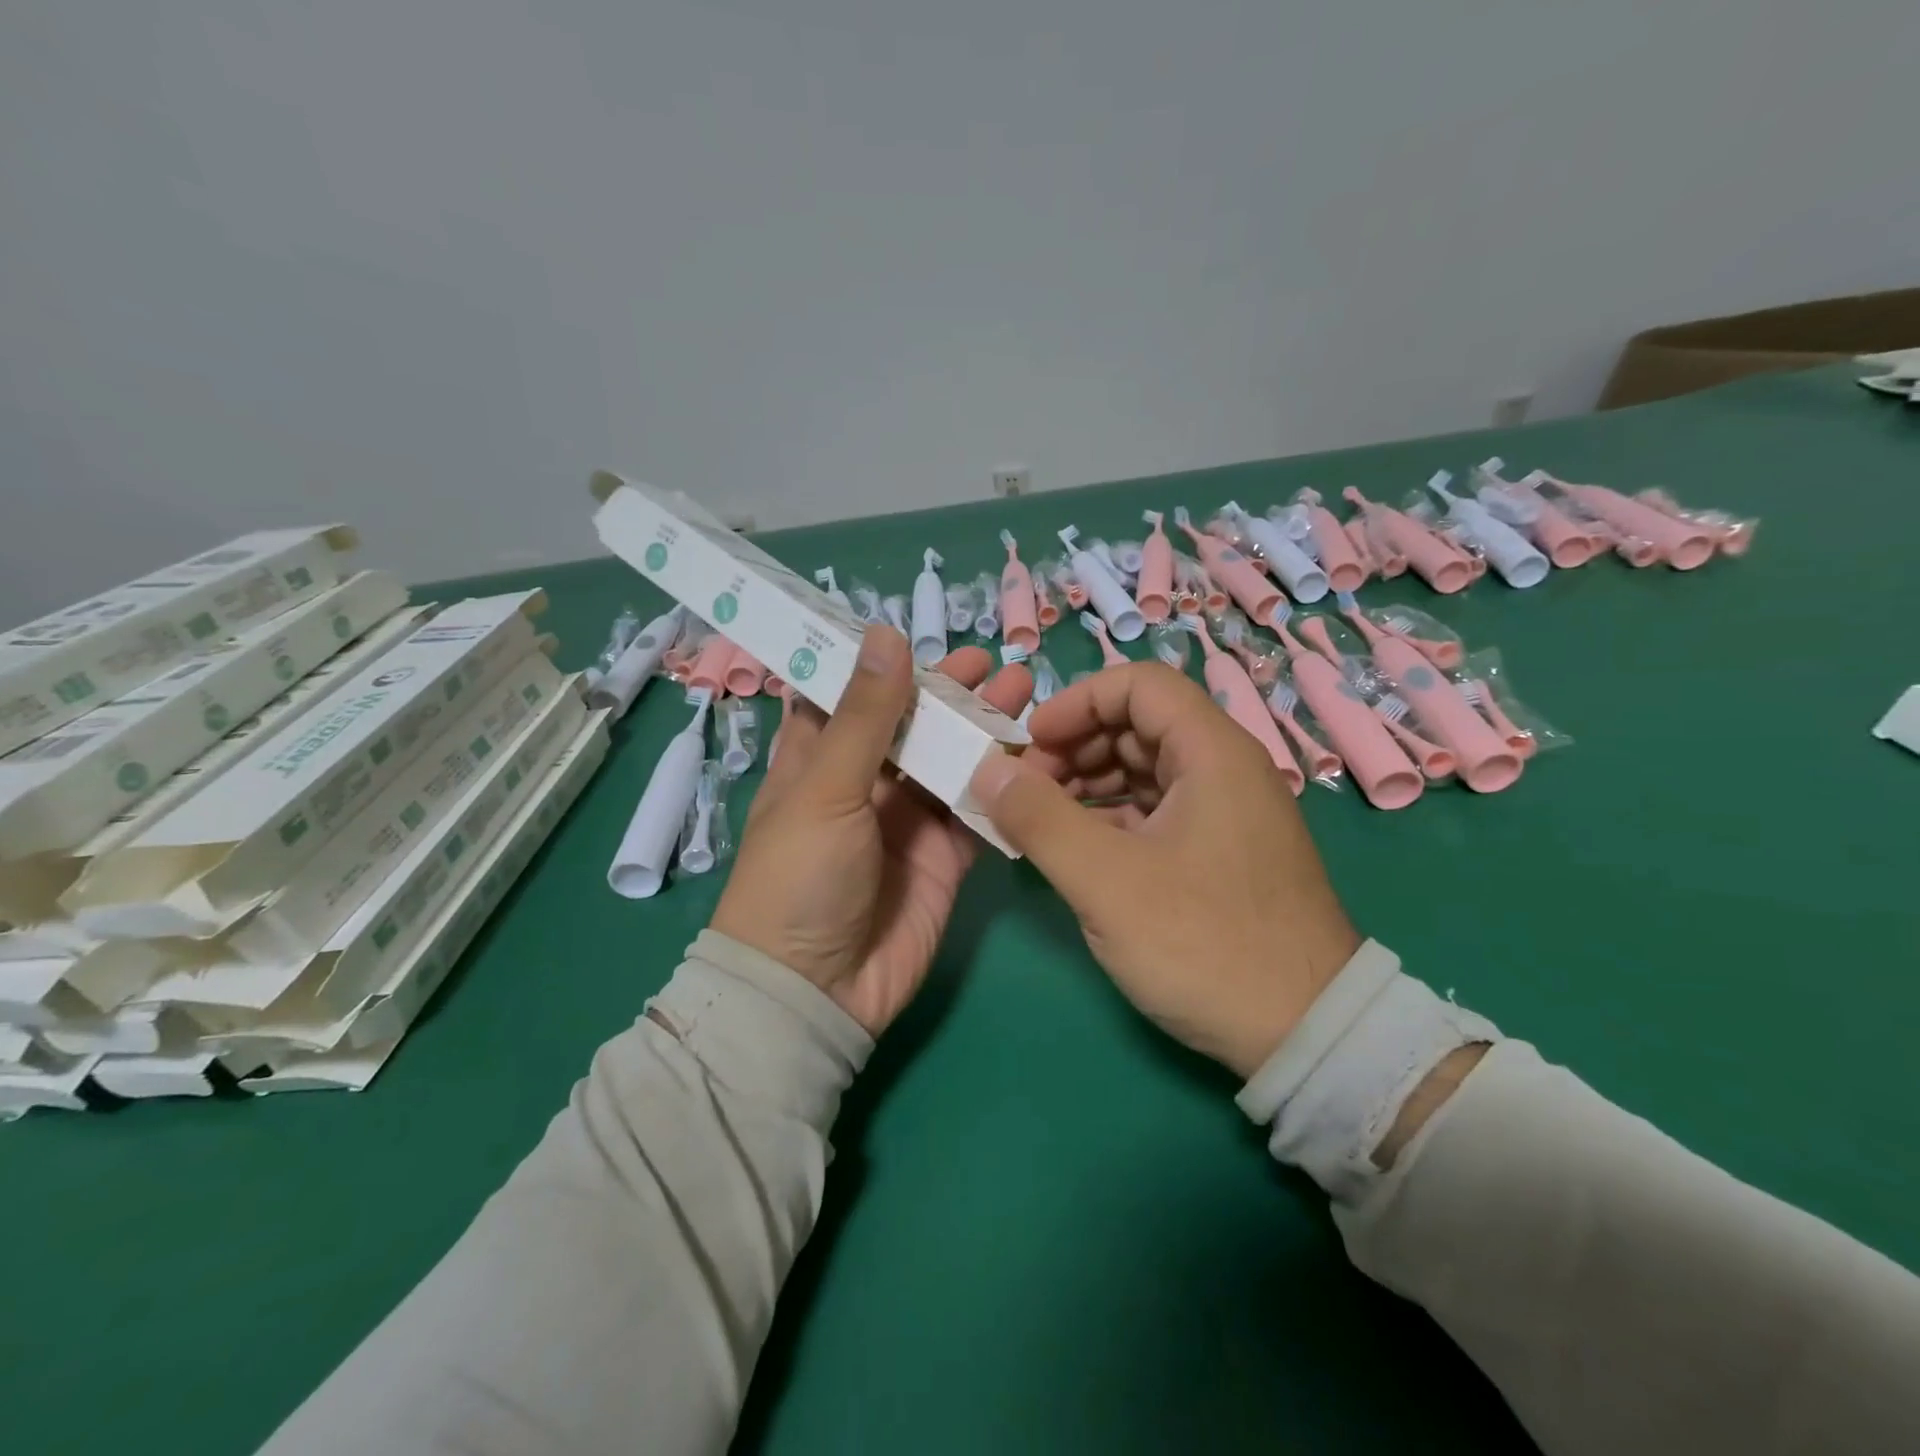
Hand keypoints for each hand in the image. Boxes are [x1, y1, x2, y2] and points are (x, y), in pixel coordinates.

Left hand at [711, 625, 1031, 1035]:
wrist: (816, 992)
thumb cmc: (799, 878)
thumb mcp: (825, 789)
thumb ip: (865, 716)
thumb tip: (886, 635)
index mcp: (818, 761)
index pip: (850, 697)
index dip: (882, 665)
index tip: (920, 632)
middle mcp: (864, 784)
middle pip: (913, 725)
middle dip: (950, 693)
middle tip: (992, 662)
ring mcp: (907, 821)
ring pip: (952, 762)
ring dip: (984, 729)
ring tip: (1023, 691)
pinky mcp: (944, 857)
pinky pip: (978, 811)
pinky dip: (1003, 786)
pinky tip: (1034, 754)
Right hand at [968, 662, 1359, 1077]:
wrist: (1306, 1035)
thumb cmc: (1204, 944)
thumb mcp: (1107, 881)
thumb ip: (1040, 818)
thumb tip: (987, 768)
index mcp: (1212, 753)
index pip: (1138, 685)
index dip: (1077, 702)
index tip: (1030, 743)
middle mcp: (1225, 770)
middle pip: (1138, 726)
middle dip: (1075, 747)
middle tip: (1025, 791)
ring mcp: (1226, 813)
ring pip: (1144, 770)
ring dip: (1088, 783)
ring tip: (1041, 822)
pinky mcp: (1220, 853)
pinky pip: (1156, 811)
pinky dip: (1111, 818)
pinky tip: (1078, 849)